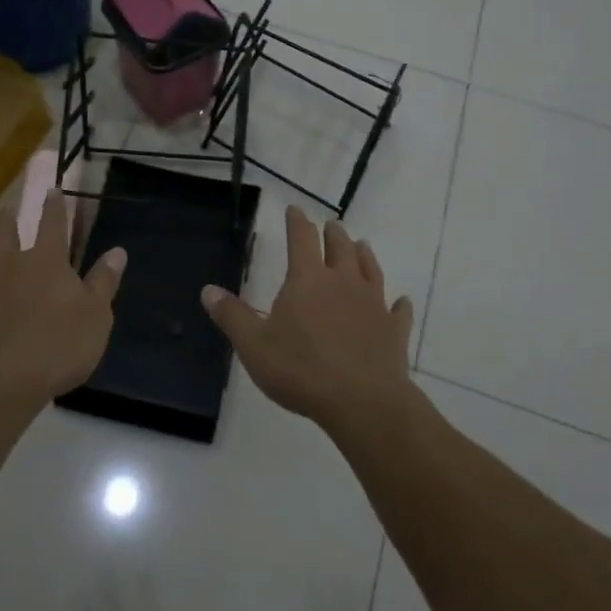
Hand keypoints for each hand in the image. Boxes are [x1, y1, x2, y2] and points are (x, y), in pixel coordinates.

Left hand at [0, 192, 125, 407]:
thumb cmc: (56, 350)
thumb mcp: (96, 318)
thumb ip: (104, 282)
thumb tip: (117, 250)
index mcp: (46, 262)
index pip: (54, 224)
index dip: (55, 206)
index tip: (53, 190)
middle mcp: (7, 263)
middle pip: (4, 231)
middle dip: (6, 218)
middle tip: (5, 210)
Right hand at [202, 206, 415, 432]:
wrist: (362, 401)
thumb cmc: (301, 370)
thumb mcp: (254, 346)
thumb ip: (232, 316)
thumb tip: (208, 290)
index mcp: (308, 280)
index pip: (301, 239)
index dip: (297, 222)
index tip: (295, 209)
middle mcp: (343, 282)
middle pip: (340, 248)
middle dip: (333, 234)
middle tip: (332, 225)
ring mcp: (373, 304)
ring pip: (370, 270)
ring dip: (365, 255)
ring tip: (362, 245)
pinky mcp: (393, 330)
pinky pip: (398, 311)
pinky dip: (399, 304)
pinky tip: (402, 302)